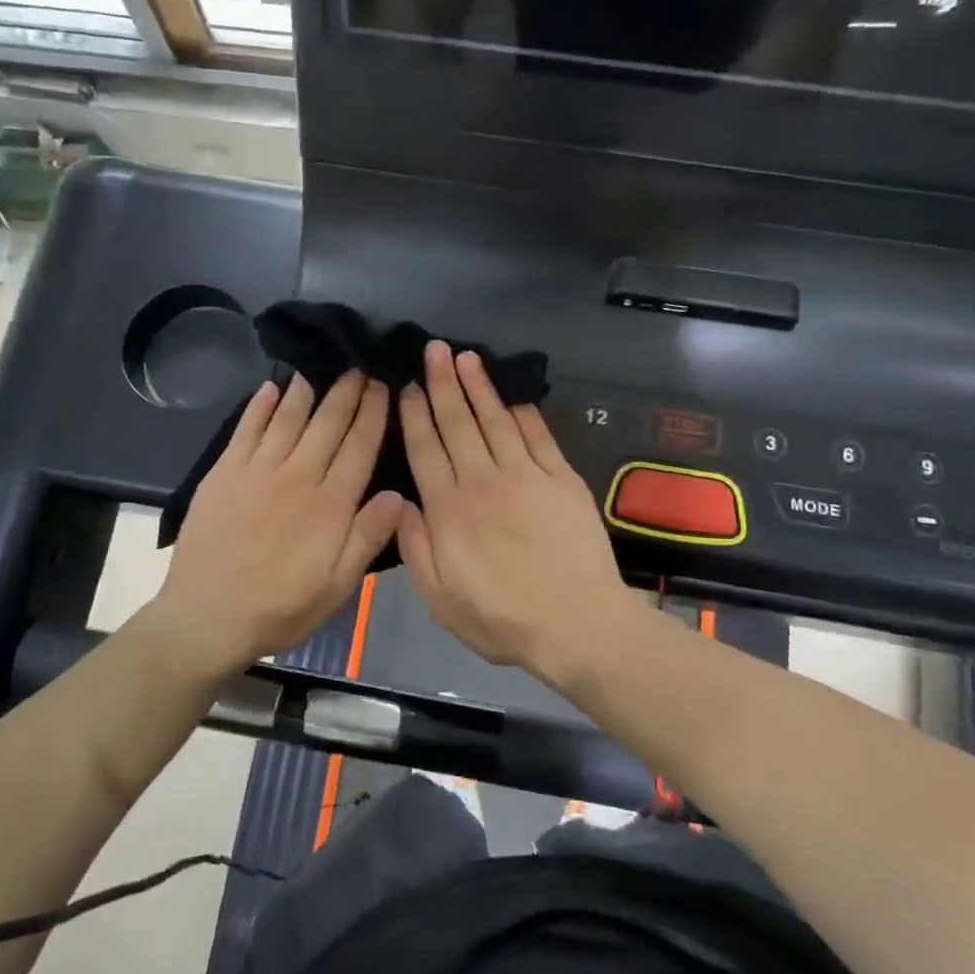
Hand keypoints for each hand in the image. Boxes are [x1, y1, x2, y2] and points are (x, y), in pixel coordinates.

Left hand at [154, 372, 402, 679]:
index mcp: (330, 504)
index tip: (384, 383)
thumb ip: (368, 537)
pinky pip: (246, 430)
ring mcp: (258, 471)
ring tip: (320, 365)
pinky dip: (259, 406)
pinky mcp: (225, 474)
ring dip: (307, 389)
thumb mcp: (338, 586)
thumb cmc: (281, 607)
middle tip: (359, 363)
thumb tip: (397, 493)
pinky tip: (269, 387)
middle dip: (347, 391)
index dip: (374, 413)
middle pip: (328, 424)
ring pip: (289, 419)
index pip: (359, 446)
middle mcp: (298, 476)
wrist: (207, 617)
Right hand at [398, 340, 639, 673]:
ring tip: (466, 356)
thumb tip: (398, 501)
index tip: (406, 385)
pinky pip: (538, 435)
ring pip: (496, 420)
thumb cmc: (501, 619)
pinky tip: (513, 393)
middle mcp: (484, 481)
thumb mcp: (440, 598)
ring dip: (479, 386)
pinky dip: (523, 410)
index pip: (426, 449)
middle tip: (433, 348)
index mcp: (449, 510)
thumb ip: (415, 547)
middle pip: (458, 423)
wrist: (576, 624)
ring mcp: (526, 475)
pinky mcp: (562, 478)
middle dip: (442, 383)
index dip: (414, 413)